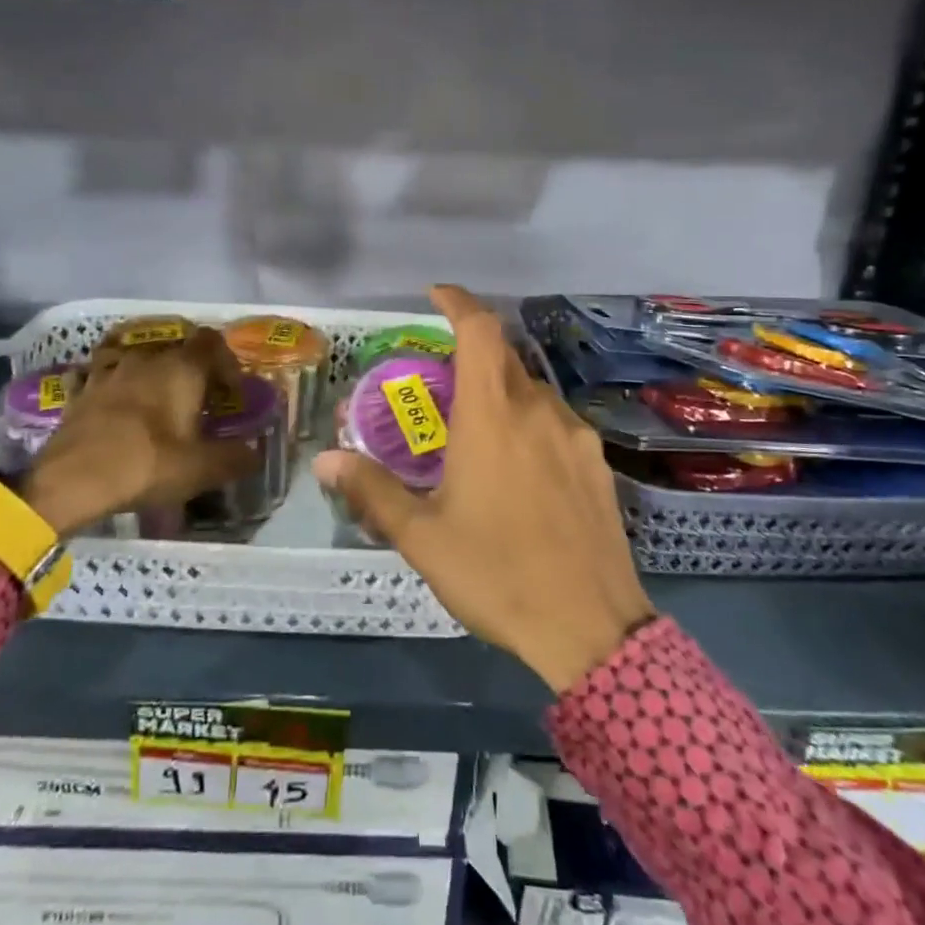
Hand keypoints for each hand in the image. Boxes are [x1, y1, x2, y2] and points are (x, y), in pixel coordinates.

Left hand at [20, 325, 257, 539]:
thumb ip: (236, 458)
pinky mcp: (82, 390)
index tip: (230, 392)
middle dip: (191, 371)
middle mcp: (146, 359)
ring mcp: (109, 371)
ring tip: (155, 403)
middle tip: (198, 404)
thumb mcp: (201, 469)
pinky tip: (113, 403)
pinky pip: (102, 375)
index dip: (226, 362)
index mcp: (181, 369)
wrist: (71, 480)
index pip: (212, 342)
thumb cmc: (146, 465)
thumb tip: (255, 455)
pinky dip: (112, 385)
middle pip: (176, 349)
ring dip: (150, 374)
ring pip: (137, 358)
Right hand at [314, 285, 654, 693]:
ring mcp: (575, 435)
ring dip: (501, 393)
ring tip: (476, 434)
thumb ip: (373, 490)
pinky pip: (556, 422)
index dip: (458, 302)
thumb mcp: (423, 537)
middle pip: (504, 358)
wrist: (591, 629)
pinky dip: (529, 423)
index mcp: (492, 415)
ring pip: (532, 392)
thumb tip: (326, 460)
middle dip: (471, 355)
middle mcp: (537, 410)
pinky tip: (519, 469)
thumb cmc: (497, 573)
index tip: (436, 295)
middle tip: (440, 386)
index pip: (480, 330)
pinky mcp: (598, 464)